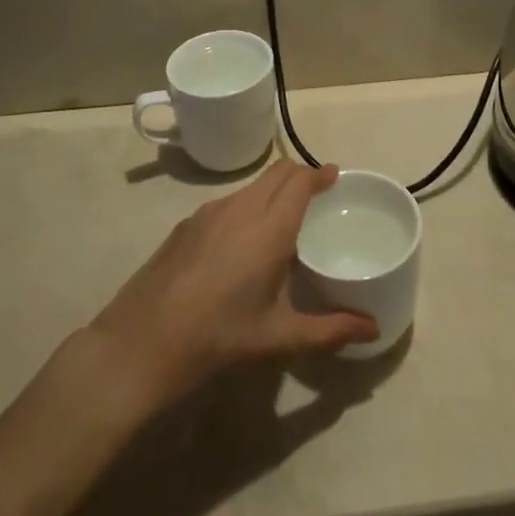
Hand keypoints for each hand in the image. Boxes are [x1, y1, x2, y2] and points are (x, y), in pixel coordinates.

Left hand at [84, 160, 377, 408]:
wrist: (140, 343)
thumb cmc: (218, 338)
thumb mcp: (279, 339)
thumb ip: (330, 330)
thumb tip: (374, 329)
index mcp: (269, 227)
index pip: (300, 180)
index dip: (320, 174)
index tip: (335, 177)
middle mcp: (241, 208)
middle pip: (277, 172)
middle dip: (300, 175)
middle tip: (316, 194)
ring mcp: (208, 212)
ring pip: (251, 186)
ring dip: (272, 190)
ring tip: (282, 220)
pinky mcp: (185, 224)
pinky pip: (227, 202)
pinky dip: (246, 206)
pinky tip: (240, 243)